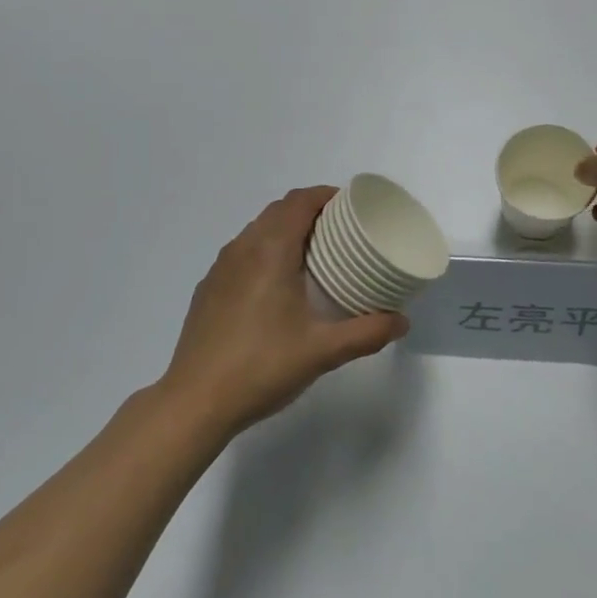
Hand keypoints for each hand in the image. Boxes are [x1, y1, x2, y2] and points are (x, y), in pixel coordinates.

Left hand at [160, 187, 408, 438]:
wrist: (195, 401)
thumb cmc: (261, 367)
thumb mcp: (322, 352)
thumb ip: (366, 333)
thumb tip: (402, 321)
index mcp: (270, 250)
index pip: (299, 201)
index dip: (326, 196)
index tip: (352, 208)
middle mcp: (242, 248)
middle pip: (279, 210)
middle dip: (311, 211)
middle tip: (341, 232)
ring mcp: (220, 268)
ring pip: (257, 230)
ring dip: (286, 230)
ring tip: (314, 255)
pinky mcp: (209, 288)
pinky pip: (242, 252)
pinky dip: (265, 251)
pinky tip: (278, 285)